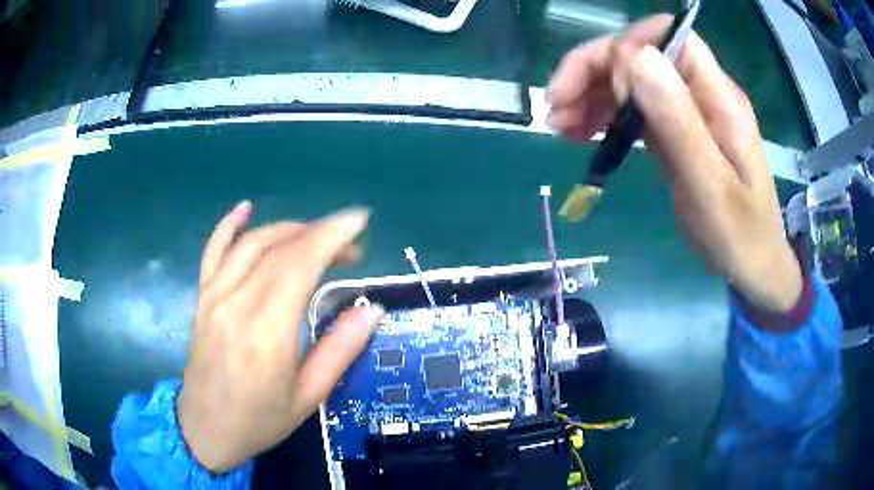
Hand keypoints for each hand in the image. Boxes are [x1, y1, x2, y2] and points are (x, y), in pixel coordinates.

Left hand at [177, 201, 383, 471]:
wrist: (204, 429)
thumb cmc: (259, 421)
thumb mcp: (309, 397)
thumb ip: (339, 350)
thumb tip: (371, 310)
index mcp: (266, 334)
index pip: (299, 265)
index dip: (331, 236)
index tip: (359, 221)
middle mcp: (237, 305)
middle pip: (279, 249)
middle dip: (320, 234)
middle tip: (351, 244)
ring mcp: (214, 297)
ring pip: (251, 244)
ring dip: (289, 230)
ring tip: (317, 235)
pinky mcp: (202, 298)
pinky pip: (213, 251)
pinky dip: (230, 225)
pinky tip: (246, 207)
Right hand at [548, 15, 802, 312]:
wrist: (753, 264)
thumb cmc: (739, 235)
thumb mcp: (710, 185)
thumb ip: (678, 120)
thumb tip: (635, 56)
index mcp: (717, 96)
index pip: (669, 36)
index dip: (628, 47)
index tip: (605, 89)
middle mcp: (700, 92)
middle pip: (639, 53)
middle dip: (593, 69)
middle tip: (556, 107)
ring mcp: (686, 110)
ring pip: (629, 78)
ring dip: (589, 91)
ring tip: (559, 124)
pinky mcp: (674, 130)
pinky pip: (632, 107)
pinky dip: (602, 113)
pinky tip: (579, 133)